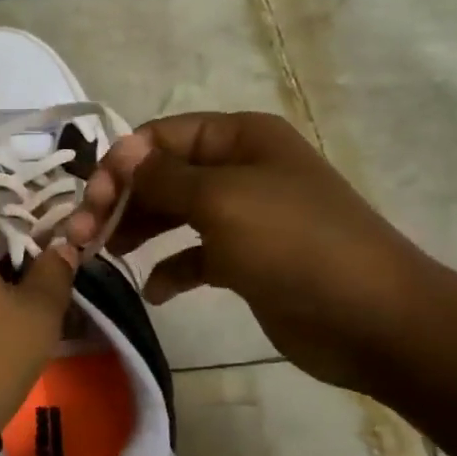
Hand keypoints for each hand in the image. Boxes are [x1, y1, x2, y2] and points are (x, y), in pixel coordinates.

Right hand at [63, 112, 438, 392]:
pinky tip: (154, 290)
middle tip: (83, 236)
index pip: (162, 136)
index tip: (92, 201)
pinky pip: (193, 256)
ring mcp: (243, 217)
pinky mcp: (245, 261)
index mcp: (240, 139)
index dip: (122, 163)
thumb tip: (122, 153)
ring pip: (173, 214)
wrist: (373, 319)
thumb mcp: (222, 200)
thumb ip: (163, 177)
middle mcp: (239, 170)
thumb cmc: (294, 244)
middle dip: (121, 201)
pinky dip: (170, 268)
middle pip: (162, 175)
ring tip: (104, 256)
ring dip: (137, 231)